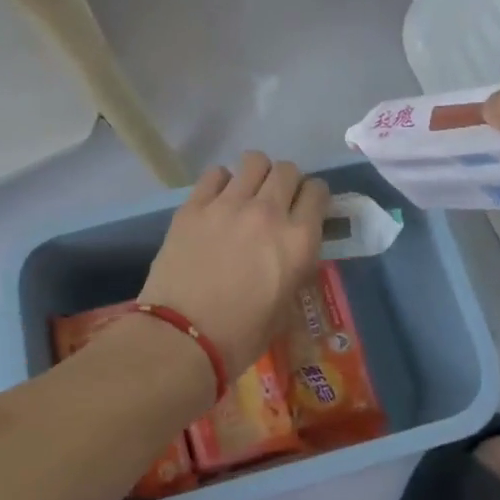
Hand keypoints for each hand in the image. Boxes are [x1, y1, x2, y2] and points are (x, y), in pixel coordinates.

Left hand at [139, 153, 329, 374]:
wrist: (182, 338)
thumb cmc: (240, 336)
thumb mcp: (286, 309)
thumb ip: (295, 271)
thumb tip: (291, 254)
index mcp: (298, 240)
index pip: (318, 191)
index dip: (314, 197)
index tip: (306, 207)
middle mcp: (268, 212)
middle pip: (287, 170)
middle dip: (288, 181)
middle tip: (277, 200)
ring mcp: (228, 204)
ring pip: (254, 161)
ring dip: (256, 174)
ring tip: (248, 193)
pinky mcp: (194, 205)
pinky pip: (215, 173)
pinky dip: (222, 182)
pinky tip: (217, 200)